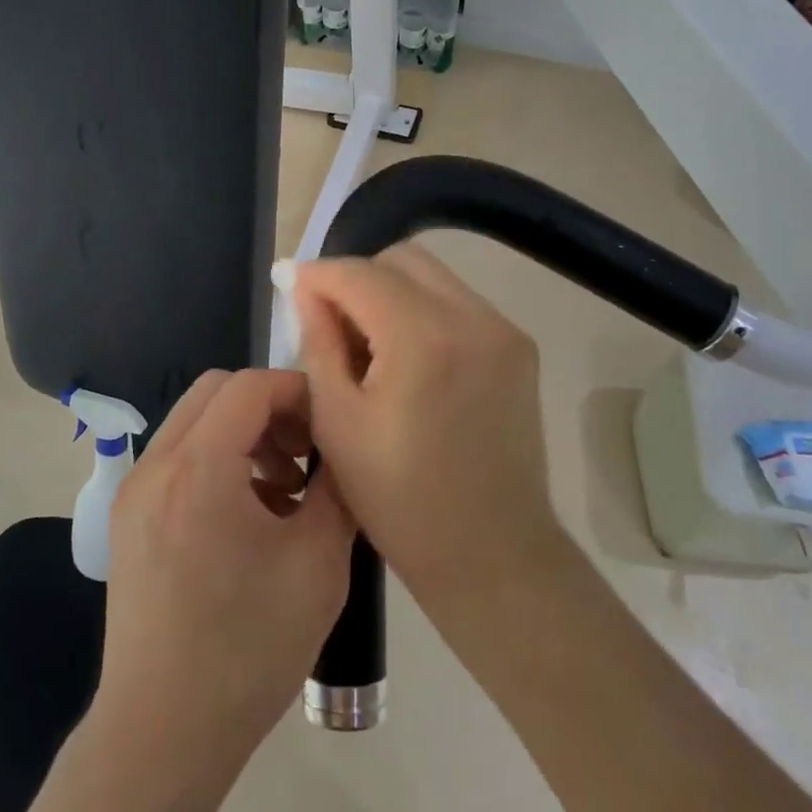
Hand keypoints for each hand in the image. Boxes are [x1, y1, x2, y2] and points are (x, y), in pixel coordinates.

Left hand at [93, 369, 354, 769]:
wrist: (163, 734)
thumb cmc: (248, 650)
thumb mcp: (318, 564)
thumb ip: (335, 488)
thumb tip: (341, 448)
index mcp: (198, 469)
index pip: (250, 386)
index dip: (297, 391)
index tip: (330, 426)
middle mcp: (156, 466)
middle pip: (216, 390)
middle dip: (269, 406)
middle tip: (306, 452)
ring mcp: (134, 491)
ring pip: (194, 421)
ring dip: (242, 432)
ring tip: (284, 488)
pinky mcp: (129, 518)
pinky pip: (178, 457)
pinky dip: (217, 459)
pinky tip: (250, 514)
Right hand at [290, 243, 564, 598]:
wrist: (494, 553)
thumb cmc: (401, 500)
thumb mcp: (338, 422)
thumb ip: (319, 341)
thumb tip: (305, 288)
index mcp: (423, 339)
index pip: (360, 273)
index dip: (319, 274)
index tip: (291, 287)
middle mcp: (472, 318)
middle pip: (401, 259)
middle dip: (358, 278)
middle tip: (333, 324)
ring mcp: (504, 329)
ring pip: (432, 276)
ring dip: (391, 293)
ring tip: (372, 346)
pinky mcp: (520, 346)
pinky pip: (458, 302)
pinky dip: (424, 312)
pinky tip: (410, 359)